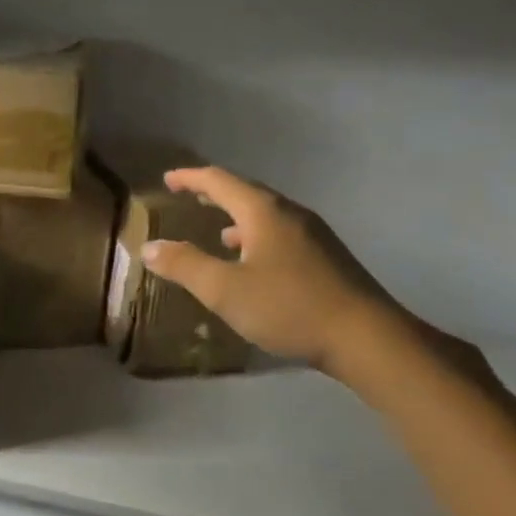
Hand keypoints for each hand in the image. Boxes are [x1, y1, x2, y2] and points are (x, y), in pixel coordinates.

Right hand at [140, 165, 472, 387]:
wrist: (367, 338)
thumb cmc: (289, 307)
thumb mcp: (226, 290)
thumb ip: (185, 266)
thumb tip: (148, 247)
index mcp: (263, 212)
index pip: (219, 181)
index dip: (191, 178)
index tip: (168, 179)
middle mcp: (289, 213)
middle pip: (246, 192)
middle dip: (215, 193)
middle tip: (190, 196)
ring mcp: (313, 234)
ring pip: (266, 215)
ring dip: (237, 217)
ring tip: (217, 231)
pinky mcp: (326, 257)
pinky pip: (280, 234)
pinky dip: (256, 237)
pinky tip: (254, 263)